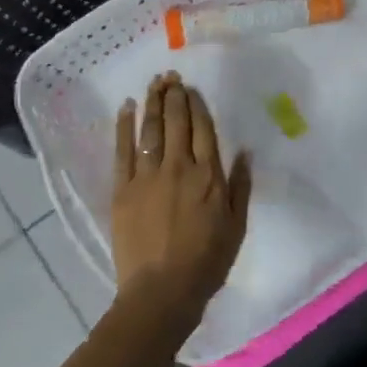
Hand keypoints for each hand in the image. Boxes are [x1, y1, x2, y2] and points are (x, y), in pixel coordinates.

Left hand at [110, 73, 251, 333]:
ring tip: (154, 83)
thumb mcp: (236, 226)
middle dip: (174, 96)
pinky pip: (123, 150)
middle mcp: (179, 167)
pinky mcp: (123, 189)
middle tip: (170, 77)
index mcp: (208, 175)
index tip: (192, 89)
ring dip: (153, 103)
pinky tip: (126, 108)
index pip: (203, 129)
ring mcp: (148, 176)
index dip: (197, 105)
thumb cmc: (206, 261)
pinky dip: (124, 126)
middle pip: (176, 122)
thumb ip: (240, 186)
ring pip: (150, 130)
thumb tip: (244, 152)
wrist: (162, 290)